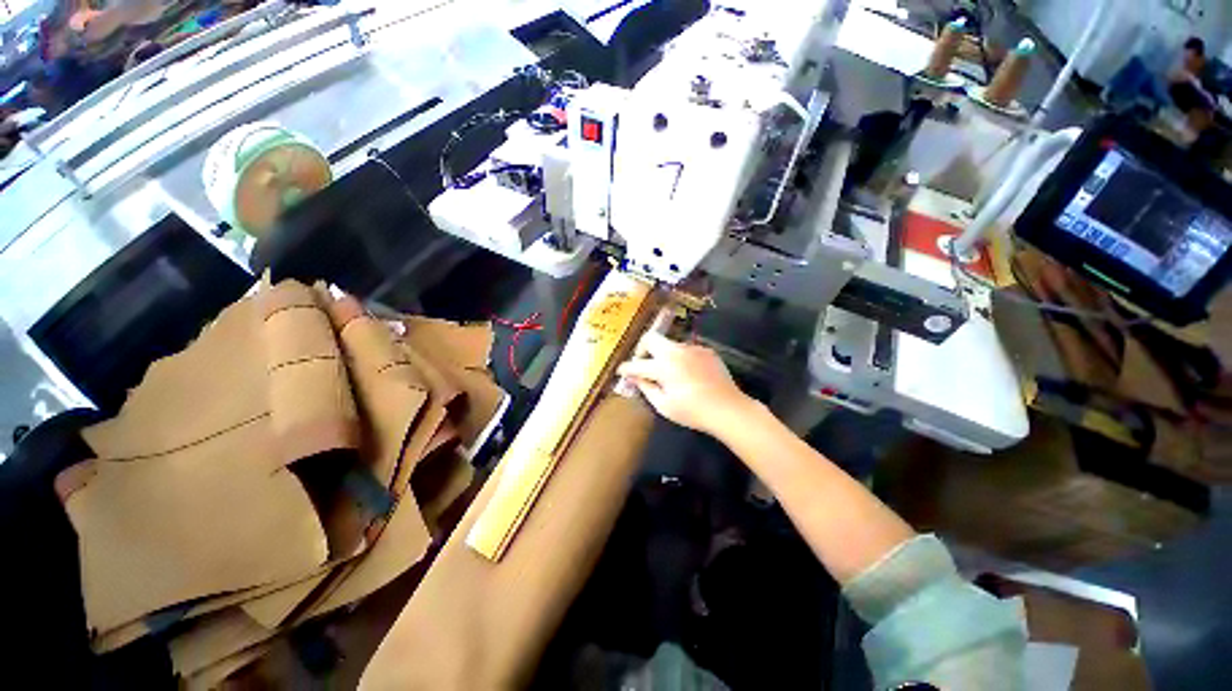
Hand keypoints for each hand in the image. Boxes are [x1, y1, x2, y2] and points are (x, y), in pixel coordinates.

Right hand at [617, 332, 754, 436]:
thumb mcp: (664, 405)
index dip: (626, 368)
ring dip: (663, 355)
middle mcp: (676, 351)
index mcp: (663, 366)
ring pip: (669, 345)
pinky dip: (681, 359)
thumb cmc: (693, 411)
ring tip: (669, 374)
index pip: (637, 364)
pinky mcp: (706, 350)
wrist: (728, 408)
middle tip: (643, 363)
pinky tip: (688, 374)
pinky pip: (687, 350)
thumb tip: (635, 378)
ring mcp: (693, 348)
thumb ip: (646, 388)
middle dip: (642, 349)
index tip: (621, 371)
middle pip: (651, 338)